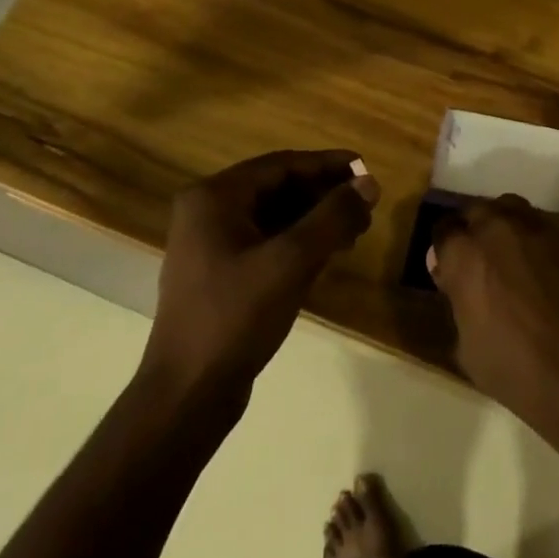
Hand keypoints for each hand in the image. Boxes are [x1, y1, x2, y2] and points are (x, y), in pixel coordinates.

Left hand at [144, 150, 379, 401]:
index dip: (327, 165)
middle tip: (367, 206)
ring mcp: (211, 245)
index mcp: (214, 197)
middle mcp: (208, 212)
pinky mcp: (220, 273)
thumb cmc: (236, 316)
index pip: (281, 165)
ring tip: (356, 231)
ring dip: (316, 219)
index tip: (367, 169)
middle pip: (278, 188)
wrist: (189, 392)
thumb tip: (370, 183)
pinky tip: (328, 254)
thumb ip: (333, 217)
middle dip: (324, 195)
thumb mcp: (291, 261)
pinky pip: (267, 242)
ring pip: (275, 216)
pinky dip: (299, 242)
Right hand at [429, 194, 558, 433]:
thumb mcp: (468, 347)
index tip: (449, 271)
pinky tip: (540, 268)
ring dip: (504, 227)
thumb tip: (456, 282)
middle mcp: (499, 229)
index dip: (445, 251)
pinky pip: (542, 226)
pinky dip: (534, 239)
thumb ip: (458, 302)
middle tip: (478, 263)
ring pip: (511, 210)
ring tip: (509, 258)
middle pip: (477, 212)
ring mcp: (539, 229)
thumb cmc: (518, 369)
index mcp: (466, 255)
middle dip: (473, 232)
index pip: (444, 230)